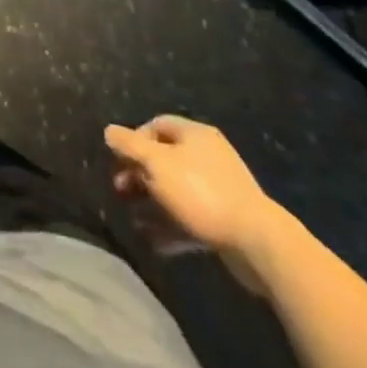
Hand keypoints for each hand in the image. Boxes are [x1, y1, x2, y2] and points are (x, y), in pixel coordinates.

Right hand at [105, 116, 285, 292]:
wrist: (257, 242)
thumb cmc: (200, 192)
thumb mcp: (156, 164)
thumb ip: (129, 145)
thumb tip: (109, 131)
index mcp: (194, 135)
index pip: (156, 125)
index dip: (134, 140)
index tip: (119, 162)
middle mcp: (208, 155)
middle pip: (164, 158)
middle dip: (139, 175)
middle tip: (121, 192)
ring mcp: (220, 188)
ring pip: (176, 191)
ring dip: (152, 203)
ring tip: (134, 220)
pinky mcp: (226, 219)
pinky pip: (191, 217)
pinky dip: (171, 226)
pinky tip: (155, 242)